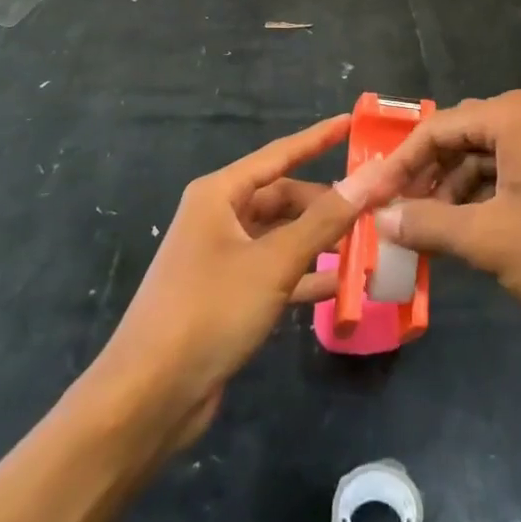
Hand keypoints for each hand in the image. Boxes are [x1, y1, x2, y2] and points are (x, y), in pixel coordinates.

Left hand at [89, 114, 418, 453]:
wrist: (147, 398)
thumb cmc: (208, 311)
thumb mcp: (273, 262)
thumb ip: (324, 221)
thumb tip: (369, 178)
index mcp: (219, 194)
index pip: (279, 155)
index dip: (317, 139)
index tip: (352, 123)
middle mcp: (219, 218)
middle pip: (282, 198)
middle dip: (325, 203)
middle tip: (373, 207)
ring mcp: (221, 258)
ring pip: (281, 237)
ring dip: (319, 242)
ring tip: (367, 244)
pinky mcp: (226, 296)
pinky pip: (274, 273)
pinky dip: (304, 276)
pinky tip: (340, 288)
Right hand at [376, 90, 520, 328]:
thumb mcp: (489, 238)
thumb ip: (428, 225)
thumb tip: (381, 219)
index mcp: (508, 117)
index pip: (433, 129)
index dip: (396, 165)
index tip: (367, 197)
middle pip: (456, 141)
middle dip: (422, 178)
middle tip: (392, 214)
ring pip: (479, 163)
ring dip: (448, 195)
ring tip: (422, 233)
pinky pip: (504, 179)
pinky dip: (478, 204)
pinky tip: (463, 236)